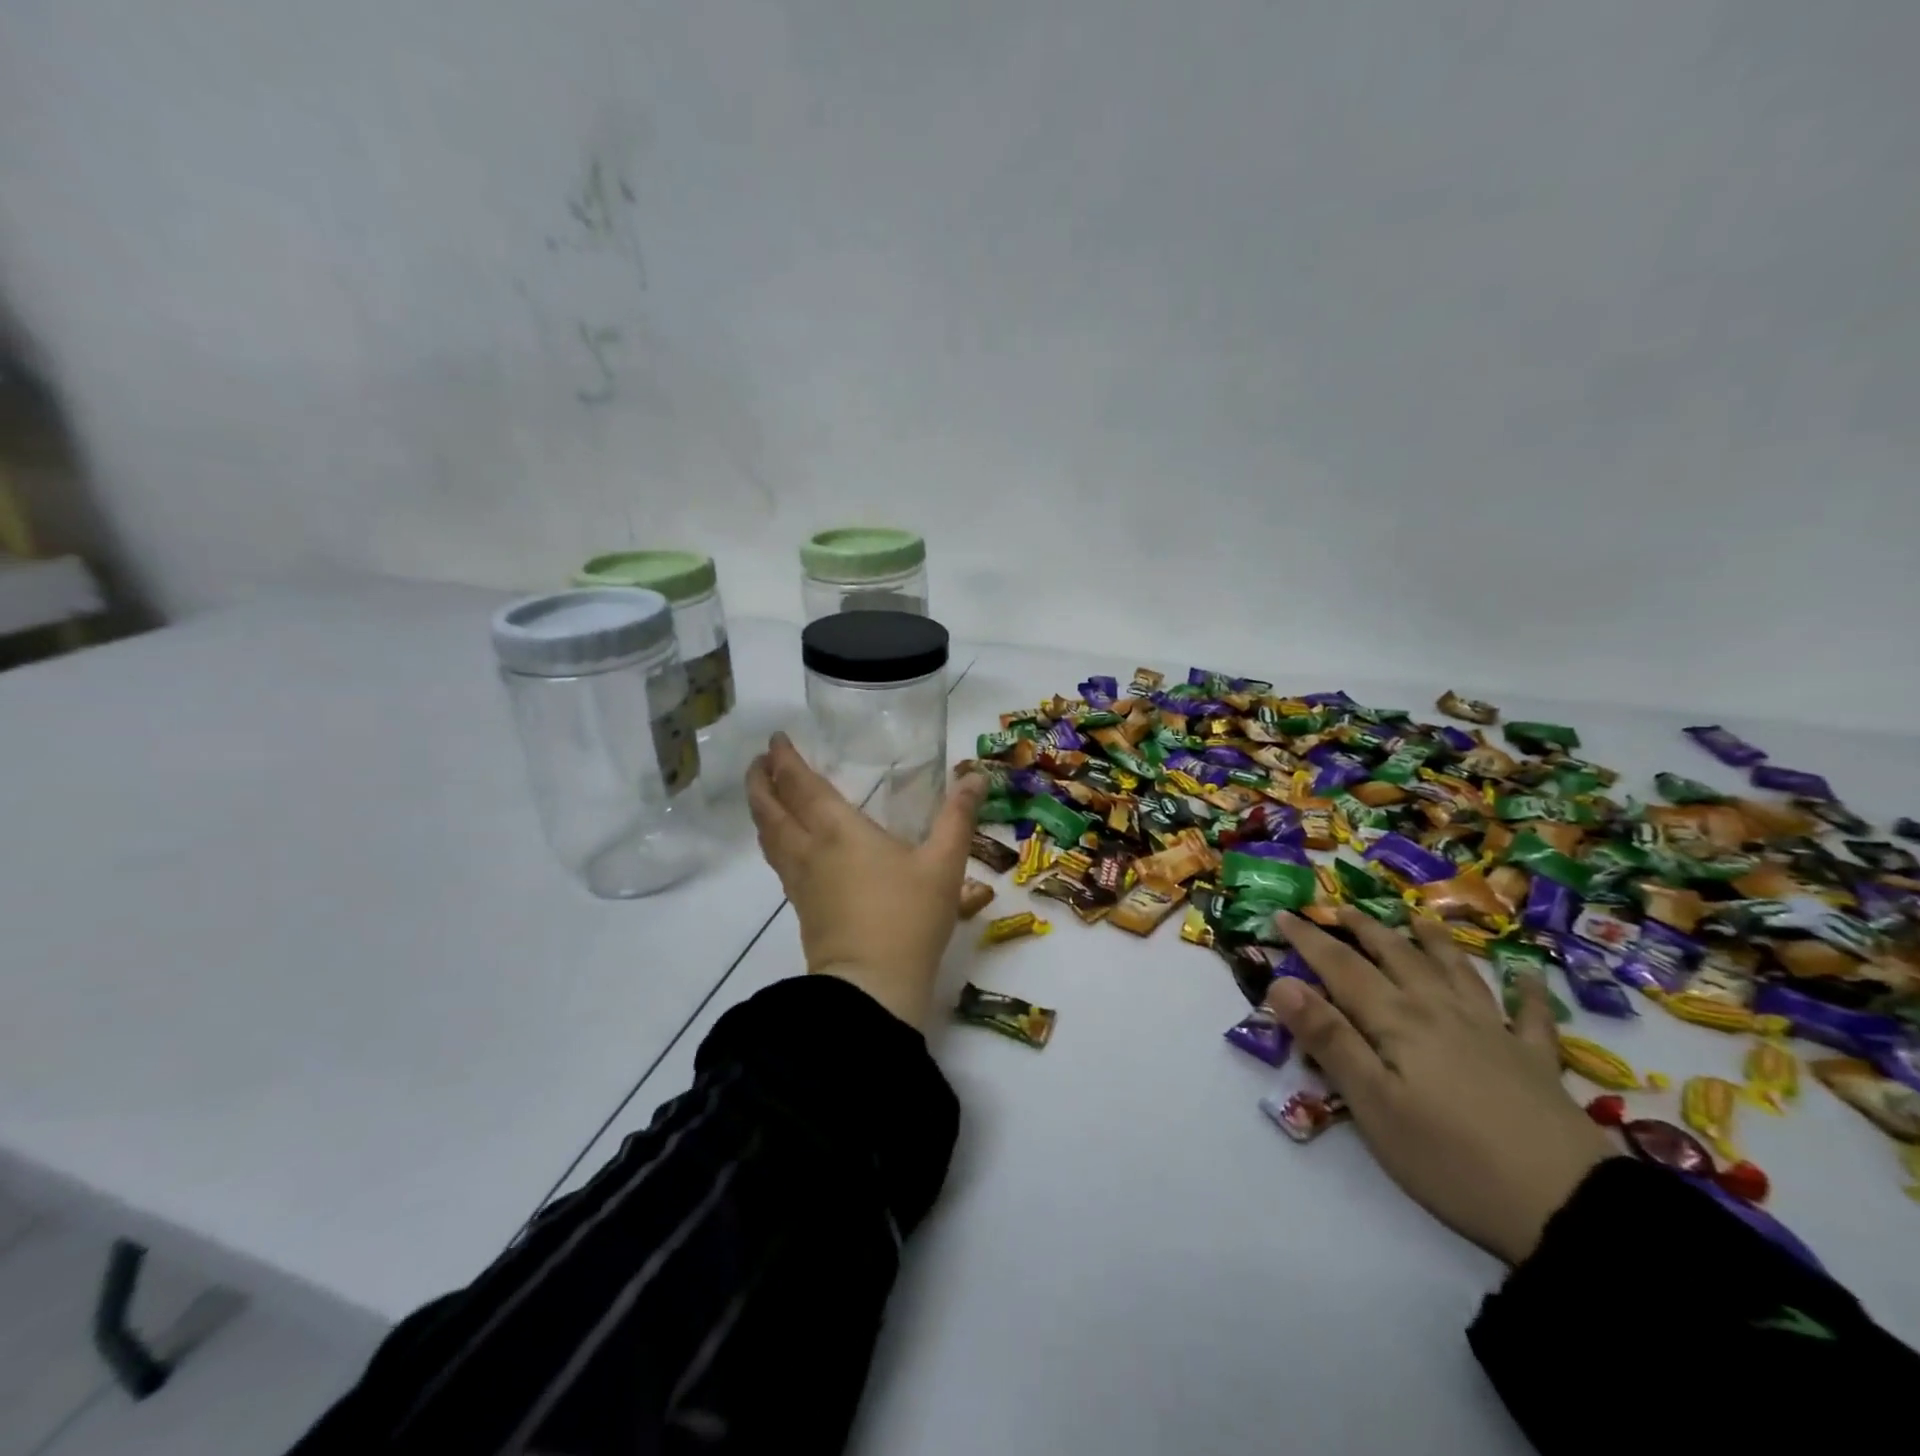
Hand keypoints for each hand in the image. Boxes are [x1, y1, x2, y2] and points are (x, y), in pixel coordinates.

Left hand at [746, 734, 986, 1030]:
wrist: (871, 987)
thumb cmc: (908, 918)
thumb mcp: (944, 863)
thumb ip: (958, 816)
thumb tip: (975, 775)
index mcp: (837, 829)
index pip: (799, 784)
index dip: (784, 758)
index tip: (776, 738)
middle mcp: (808, 848)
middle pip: (770, 808)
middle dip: (760, 780)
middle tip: (760, 761)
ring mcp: (799, 880)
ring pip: (768, 836)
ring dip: (761, 809)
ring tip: (764, 794)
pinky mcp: (801, 907)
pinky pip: (777, 860)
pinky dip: (773, 839)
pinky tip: (786, 844)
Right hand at [1266, 909, 1612, 1264]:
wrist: (1568, 1209)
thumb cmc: (1450, 1159)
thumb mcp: (1373, 1103)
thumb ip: (1328, 1039)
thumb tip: (1281, 982)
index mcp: (1397, 1020)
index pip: (1341, 966)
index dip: (1309, 939)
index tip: (1282, 913)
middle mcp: (1441, 1011)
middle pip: (1396, 956)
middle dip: (1363, 928)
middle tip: (1337, 907)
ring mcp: (1493, 1032)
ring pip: (1456, 971)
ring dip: (1432, 940)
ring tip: (1417, 917)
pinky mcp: (1535, 1063)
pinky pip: (1531, 1016)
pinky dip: (1527, 991)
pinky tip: (1527, 975)